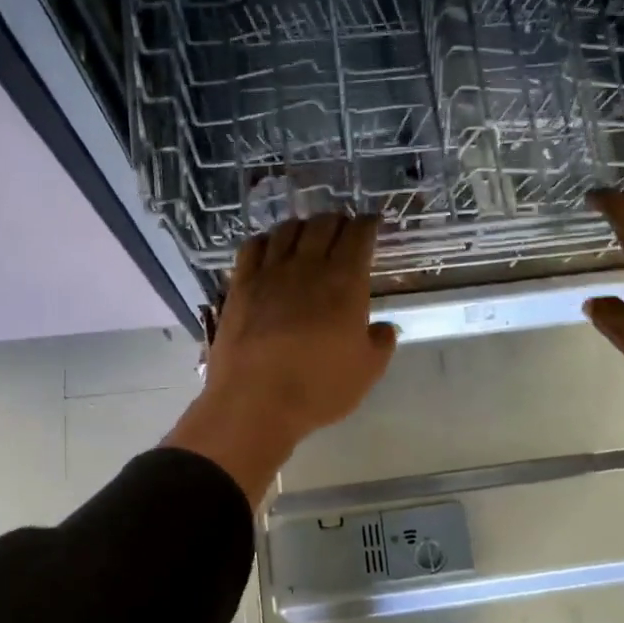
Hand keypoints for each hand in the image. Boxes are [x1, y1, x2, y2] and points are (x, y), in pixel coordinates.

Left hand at [165, 216, 397, 502]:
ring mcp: (270, 273)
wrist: (255, 401)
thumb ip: (381, 343)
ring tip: (308, 235)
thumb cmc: (319, 388)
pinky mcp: (240, 285)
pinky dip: (267, 240)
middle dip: (338, 221)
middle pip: (323, 224)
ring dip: (303, 226)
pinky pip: (253, 247)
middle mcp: (308, 267)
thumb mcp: (367, 371)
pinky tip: (270, 248)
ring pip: (287, 230)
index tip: (373, 224)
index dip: (368, 224)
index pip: (359, 235)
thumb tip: (383, 327)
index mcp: (345, 282)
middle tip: (344, 229)